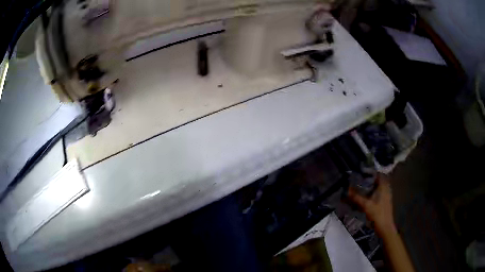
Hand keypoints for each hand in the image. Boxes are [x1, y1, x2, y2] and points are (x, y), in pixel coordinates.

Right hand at [347, 174, 396, 236]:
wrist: (384, 227)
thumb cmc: (377, 214)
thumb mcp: (366, 205)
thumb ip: (356, 197)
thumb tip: (346, 190)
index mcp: (384, 187)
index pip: (378, 174)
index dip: (370, 172)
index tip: (361, 172)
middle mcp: (386, 189)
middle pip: (377, 181)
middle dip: (368, 180)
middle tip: (358, 180)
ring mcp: (385, 196)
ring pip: (377, 188)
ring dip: (369, 188)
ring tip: (359, 189)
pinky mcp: (384, 202)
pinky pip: (377, 194)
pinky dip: (371, 194)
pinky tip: (364, 198)